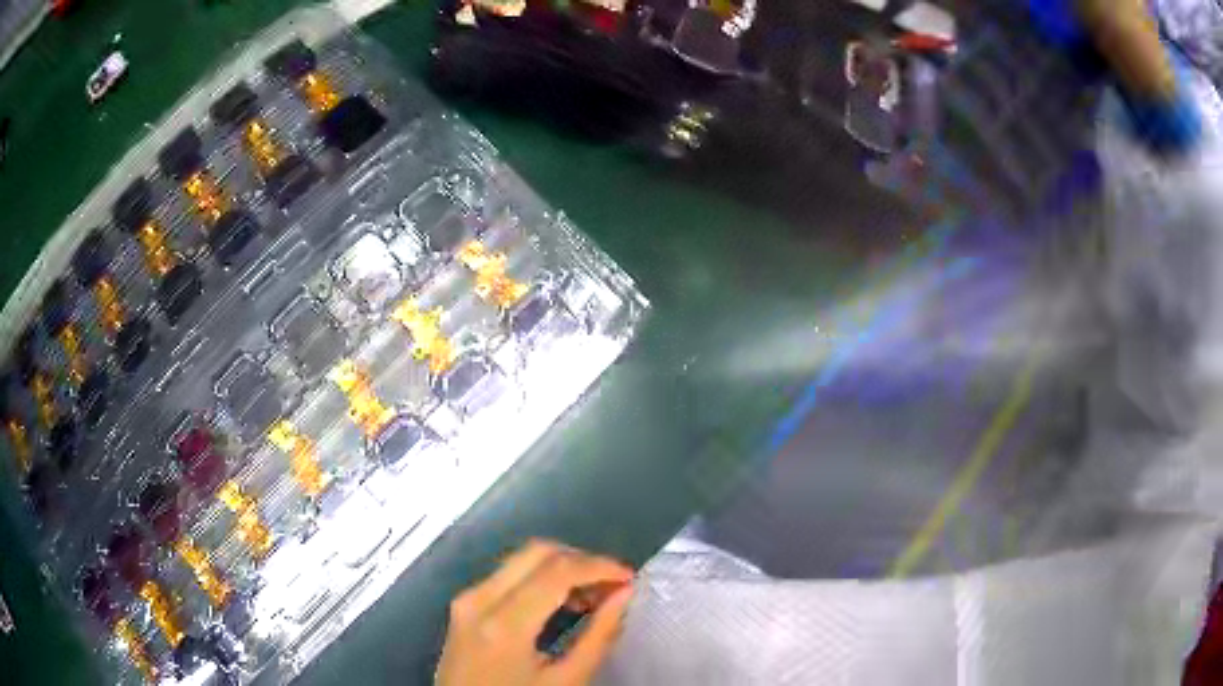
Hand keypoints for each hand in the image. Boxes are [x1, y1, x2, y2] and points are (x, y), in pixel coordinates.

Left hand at [436, 539, 635, 685]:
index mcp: (503, 623)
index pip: (558, 570)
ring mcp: (466, 599)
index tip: (631, 579)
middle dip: (582, 561)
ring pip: (521, 559)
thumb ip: (598, 637)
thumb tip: (624, 594)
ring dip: (562, 567)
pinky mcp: (463, 605)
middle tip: (613, 586)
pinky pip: (507, 575)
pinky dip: (541, 578)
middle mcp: (478, 598)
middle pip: (536, 551)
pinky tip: (562, 601)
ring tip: (594, 596)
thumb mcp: (565, 682)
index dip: (601, 567)